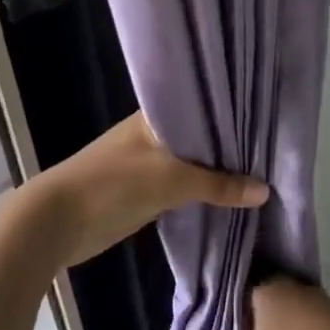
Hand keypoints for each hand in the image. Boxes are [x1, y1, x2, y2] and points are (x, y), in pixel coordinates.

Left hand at [19, 113, 267, 268]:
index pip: (201, 107)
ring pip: (192, 164)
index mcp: (154, 118)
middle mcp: (152, 135)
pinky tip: (229, 197)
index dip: (231, 113)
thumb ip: (217, 185)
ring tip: (262, 173)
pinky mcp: (143, 192)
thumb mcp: (169, 180)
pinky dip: (201, 192)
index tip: (266, 119)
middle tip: (273, 150)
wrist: (56, 222)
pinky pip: (181, 187)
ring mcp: (147, 164)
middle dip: (229, 147)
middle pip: (199, 138)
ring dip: (217, 172)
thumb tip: (265, 191)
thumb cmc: (112, 184)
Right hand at [162, 278, 329, 329]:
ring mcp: (319, 306)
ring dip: (263, 328)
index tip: (200, 320)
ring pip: (279, 311)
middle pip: (256, 295)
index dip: (216, 300)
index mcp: (271, 286)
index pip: (233, 280)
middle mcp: (295, 286)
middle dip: (239, 315)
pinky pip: (298, 324)